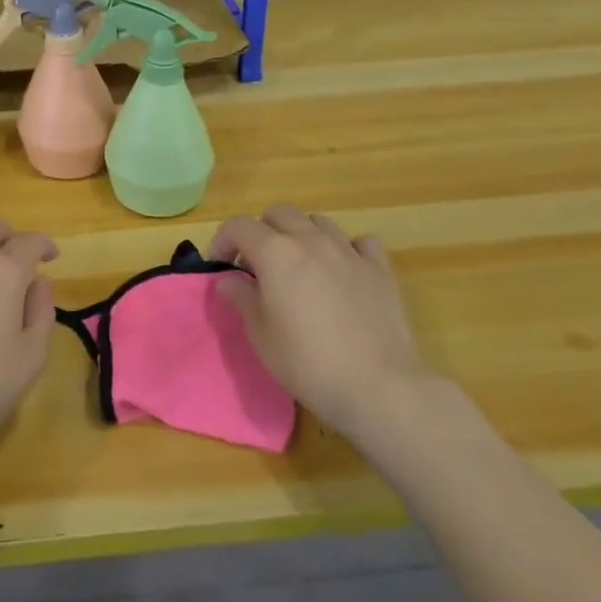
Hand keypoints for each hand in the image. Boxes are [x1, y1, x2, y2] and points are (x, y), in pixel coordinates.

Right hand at [210, 206, 435, 443]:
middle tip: (258, 266)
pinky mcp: (380, 269)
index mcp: (275, 252)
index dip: (222, 240)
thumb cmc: (309, 363)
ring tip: (299, 266)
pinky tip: (344, 270)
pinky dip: (347, 249)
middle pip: (278, 213)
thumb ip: (242, 299)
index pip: (238, 225)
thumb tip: (229, 280)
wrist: (380, 388)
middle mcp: (310, 240)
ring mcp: (348, 251)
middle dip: (262, 232)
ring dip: (301, 235)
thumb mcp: (261, 336)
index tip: (220, 266)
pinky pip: (360, 242)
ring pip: (317, 221)